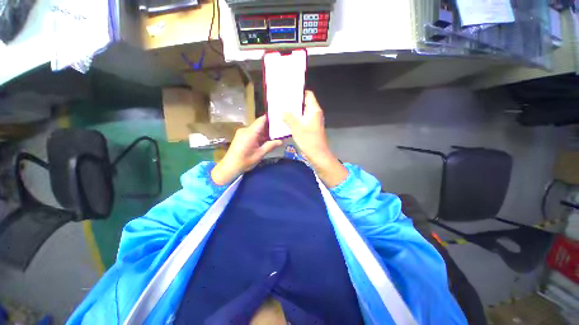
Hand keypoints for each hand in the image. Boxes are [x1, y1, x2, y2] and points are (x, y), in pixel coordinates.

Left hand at [211, 116, 282, 185]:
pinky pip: (252, 133)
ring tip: (275, 136)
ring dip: (265, 133)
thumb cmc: (245, 161)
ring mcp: (242, 133)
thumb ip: (270, 146)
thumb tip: (281, 141)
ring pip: (256, 129)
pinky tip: (265, 141)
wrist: (229, 167)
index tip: (280, 119)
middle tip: (281, 130)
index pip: (262, 120)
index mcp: (250, 133)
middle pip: (260, 124)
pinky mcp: (241, 136)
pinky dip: (259, 136)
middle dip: (270, 127)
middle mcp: (245, 130)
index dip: (271, 118)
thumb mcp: (260, 154)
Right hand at [283, 91, 347, 186]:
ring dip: (293, 112)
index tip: (288, 91)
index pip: (308, 95)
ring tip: (281, 109)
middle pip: (304, 104)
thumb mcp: (297, 128)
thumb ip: (288, 117)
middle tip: (281, 101)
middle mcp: (314, 114)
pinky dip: (295, 120)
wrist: (318, 155)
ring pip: (302, 113)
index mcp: (314, 110)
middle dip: (293, 102)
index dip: (299, 92)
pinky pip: (302, 121)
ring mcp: (312, 122)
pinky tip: (286, 121)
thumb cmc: (309, 140)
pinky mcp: (310, 129)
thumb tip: (280, 110)